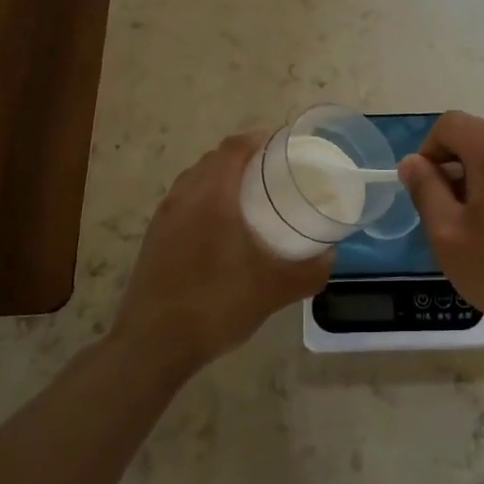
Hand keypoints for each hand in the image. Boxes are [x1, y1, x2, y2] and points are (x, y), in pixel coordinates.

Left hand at [112, 133, 332, 372]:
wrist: (152, 345)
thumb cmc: (216, 305)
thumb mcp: (274, 290)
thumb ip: (309, 270)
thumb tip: (331, 255)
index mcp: (212, 197)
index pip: (234, 148)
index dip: (258, 139)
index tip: (283, 145)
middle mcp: (184, 197)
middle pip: (213, 160)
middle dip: (243, 157)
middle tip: (273, 172)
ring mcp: (164, 218)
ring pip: (195, 180)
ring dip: (221, 178)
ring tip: (249, 197)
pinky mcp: (154, 238)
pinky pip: (183, 202)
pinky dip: (204, 200)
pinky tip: (221, 230)